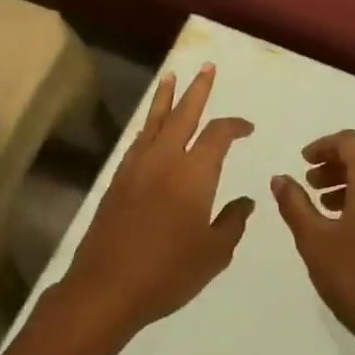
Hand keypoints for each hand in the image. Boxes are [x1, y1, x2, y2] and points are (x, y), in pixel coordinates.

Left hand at [62, 64, 255, 340]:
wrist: (107, 287)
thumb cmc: (168, 272)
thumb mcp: (214, 253)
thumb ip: (232, 222)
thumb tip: (245, 201)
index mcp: (194, 173)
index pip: (218, 135)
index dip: (235, 126)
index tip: (247, 128)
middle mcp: (165, 159)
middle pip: (184, 114)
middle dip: (198, 89)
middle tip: (206, 68)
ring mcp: (137, 167)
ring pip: (155, 121)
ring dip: (166, 98)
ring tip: (171, 77)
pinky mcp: (118, 180)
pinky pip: (138, 141)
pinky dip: (148, 126)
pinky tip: (150, 127)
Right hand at [272, 131, 354, 354]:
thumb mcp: (315, 240)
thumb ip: (295, 204)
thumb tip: (280, 178)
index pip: (349, 141)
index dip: (323, 146)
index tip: (303, 161)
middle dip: (335, 168)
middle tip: (310, 186)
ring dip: (352, 188)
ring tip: (327, 210)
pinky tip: (353, 235)